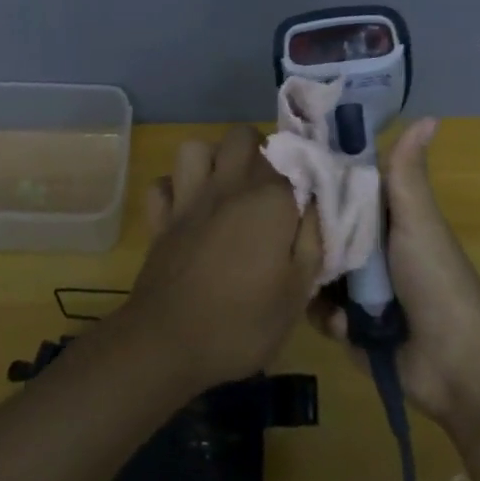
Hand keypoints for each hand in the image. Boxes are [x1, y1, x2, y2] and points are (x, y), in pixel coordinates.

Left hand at [121, 125, 322, 393]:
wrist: (168, 344)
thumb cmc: (243, 323)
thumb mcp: (298, 292)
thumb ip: (313, 239)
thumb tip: (319, 203)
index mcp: (269, 200)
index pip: (296, 159)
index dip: (306, 170)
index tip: (311, 193)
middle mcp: (228, 185)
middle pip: (243, 137)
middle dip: (259, 151)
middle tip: (270, 187)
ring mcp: (188, 198)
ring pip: (196, 148)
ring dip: (212, 160)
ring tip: (227, 188)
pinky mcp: (160, 219)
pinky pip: (163, 185)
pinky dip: (174, 190)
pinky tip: (187, 210)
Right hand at [308, 119, 479, 428]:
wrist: (453, 363)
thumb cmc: (436, 281)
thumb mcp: (419, 221)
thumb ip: (408, 174)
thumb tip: (429, 116)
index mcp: (385, 220)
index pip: (342, 190)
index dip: (318, 179)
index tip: (288, 168)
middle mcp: (368, 250)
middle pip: (323, 231)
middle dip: (308, 235)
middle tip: (285, 231)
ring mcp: (356, 290)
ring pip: (315, 270)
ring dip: (316, 281)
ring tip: (321, 285)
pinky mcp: (347, 326)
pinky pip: (319, 311)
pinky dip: (328, 318)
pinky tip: (343, 324)